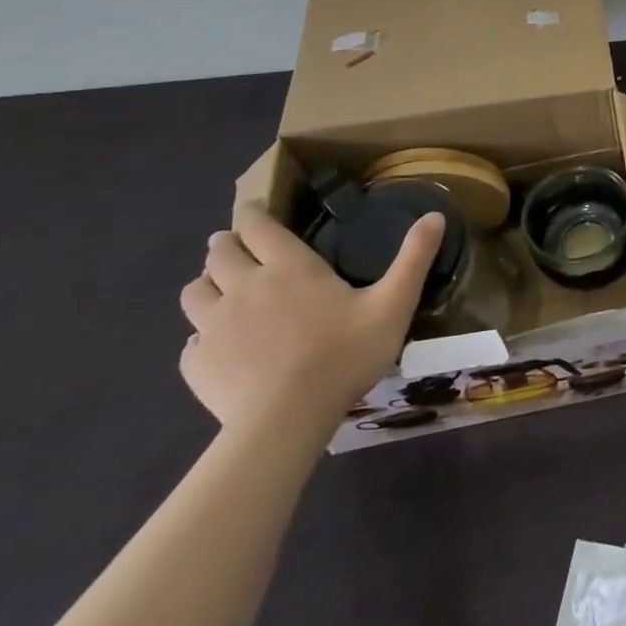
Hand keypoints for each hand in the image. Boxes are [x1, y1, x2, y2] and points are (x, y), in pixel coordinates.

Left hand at [178, 203, 442, 429]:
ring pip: (194, 292)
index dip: (253, 213)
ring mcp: (214, 326)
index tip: (252, 207)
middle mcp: (244, 287)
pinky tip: (218, 345)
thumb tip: (435, 216)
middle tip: (236, 246)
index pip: (259, 227)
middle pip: (220, 254)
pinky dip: (202, 335)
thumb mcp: (394, 303)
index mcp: (289, 267)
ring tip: (219, 289)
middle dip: (226, 244)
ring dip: (206, 284)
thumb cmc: (345, 354)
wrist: (287, 418)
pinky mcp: (196, 364)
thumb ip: (414, 258)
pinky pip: (190, 340)